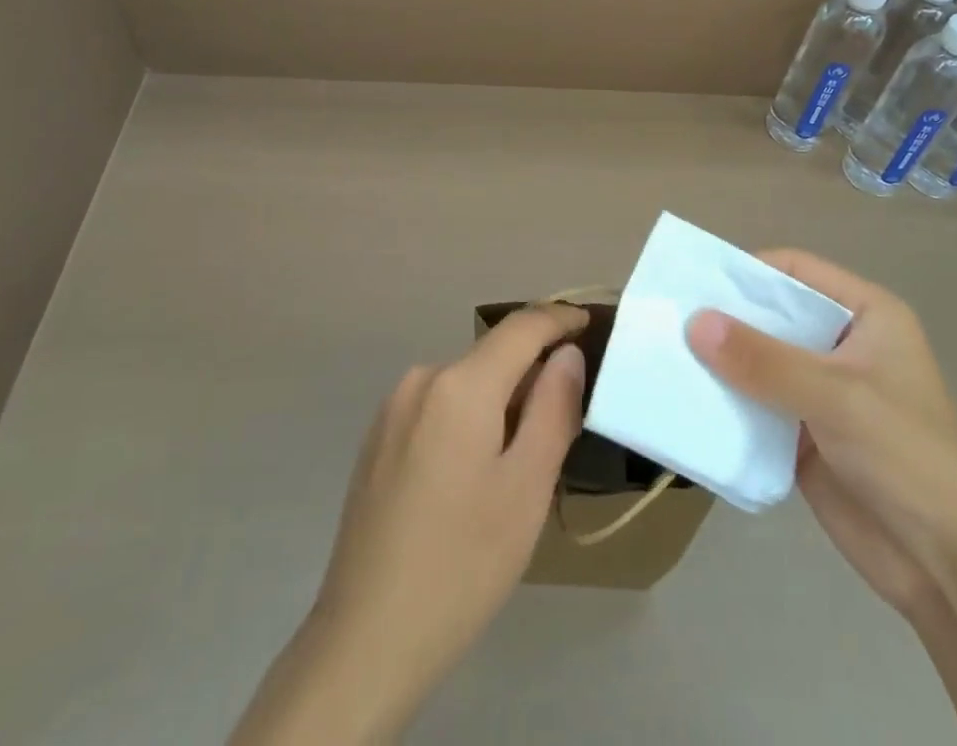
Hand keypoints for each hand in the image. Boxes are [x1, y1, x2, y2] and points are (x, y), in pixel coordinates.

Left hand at [230, 304, 587, 744]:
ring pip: (465, 384)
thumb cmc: (463, 564)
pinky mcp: (378, 437)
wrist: (367, 637)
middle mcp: (422, 379)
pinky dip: (468, 419)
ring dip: (500, 402)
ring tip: (519, 464)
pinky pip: (438, 407)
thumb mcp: (527, 487)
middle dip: (531, 376)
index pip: (521, 327)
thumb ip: (554, 408)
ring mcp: (393, 408)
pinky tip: (472, 478)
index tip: (589, 322)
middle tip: (563, 426)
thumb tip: (567, 354)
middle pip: (492, 357)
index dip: (558, 319)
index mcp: (460, 385)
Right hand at [686, 251, 956, 590]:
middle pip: (772, 315)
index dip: (748, 271)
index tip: (695, 281)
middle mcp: (840, 344)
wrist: (951, 567)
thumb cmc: (907, 456)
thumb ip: (763, 360)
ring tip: (664, 354)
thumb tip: (694, 321)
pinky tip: (686, 399)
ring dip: (720, 361)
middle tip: (667, 316)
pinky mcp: (803, 434)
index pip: (796, 271)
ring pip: (759, 361)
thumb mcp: (836, 396)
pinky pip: (755, 405)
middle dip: (725, 318)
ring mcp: (821, 391)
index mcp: (865, 315)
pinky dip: (725, 401)